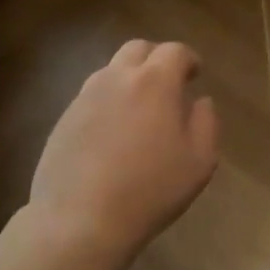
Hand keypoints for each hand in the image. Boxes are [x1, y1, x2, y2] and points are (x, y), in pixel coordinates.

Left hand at [28, 40, 219, 263]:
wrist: (80, 219)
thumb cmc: (150, 190)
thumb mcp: (199, 162)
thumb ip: (206, 123)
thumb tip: (200, 101)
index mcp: (154, 82)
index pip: (174, 51)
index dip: (189, 59)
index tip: (196, 74)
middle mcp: (116, 78)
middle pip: (138, 50)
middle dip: (157, 60)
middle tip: (169, 85)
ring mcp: (85, 97)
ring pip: (111, 71)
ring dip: (130, 80)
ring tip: (140, 112)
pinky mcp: (64, 118)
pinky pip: (92, 97)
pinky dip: (109, 103)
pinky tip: (113, 134)